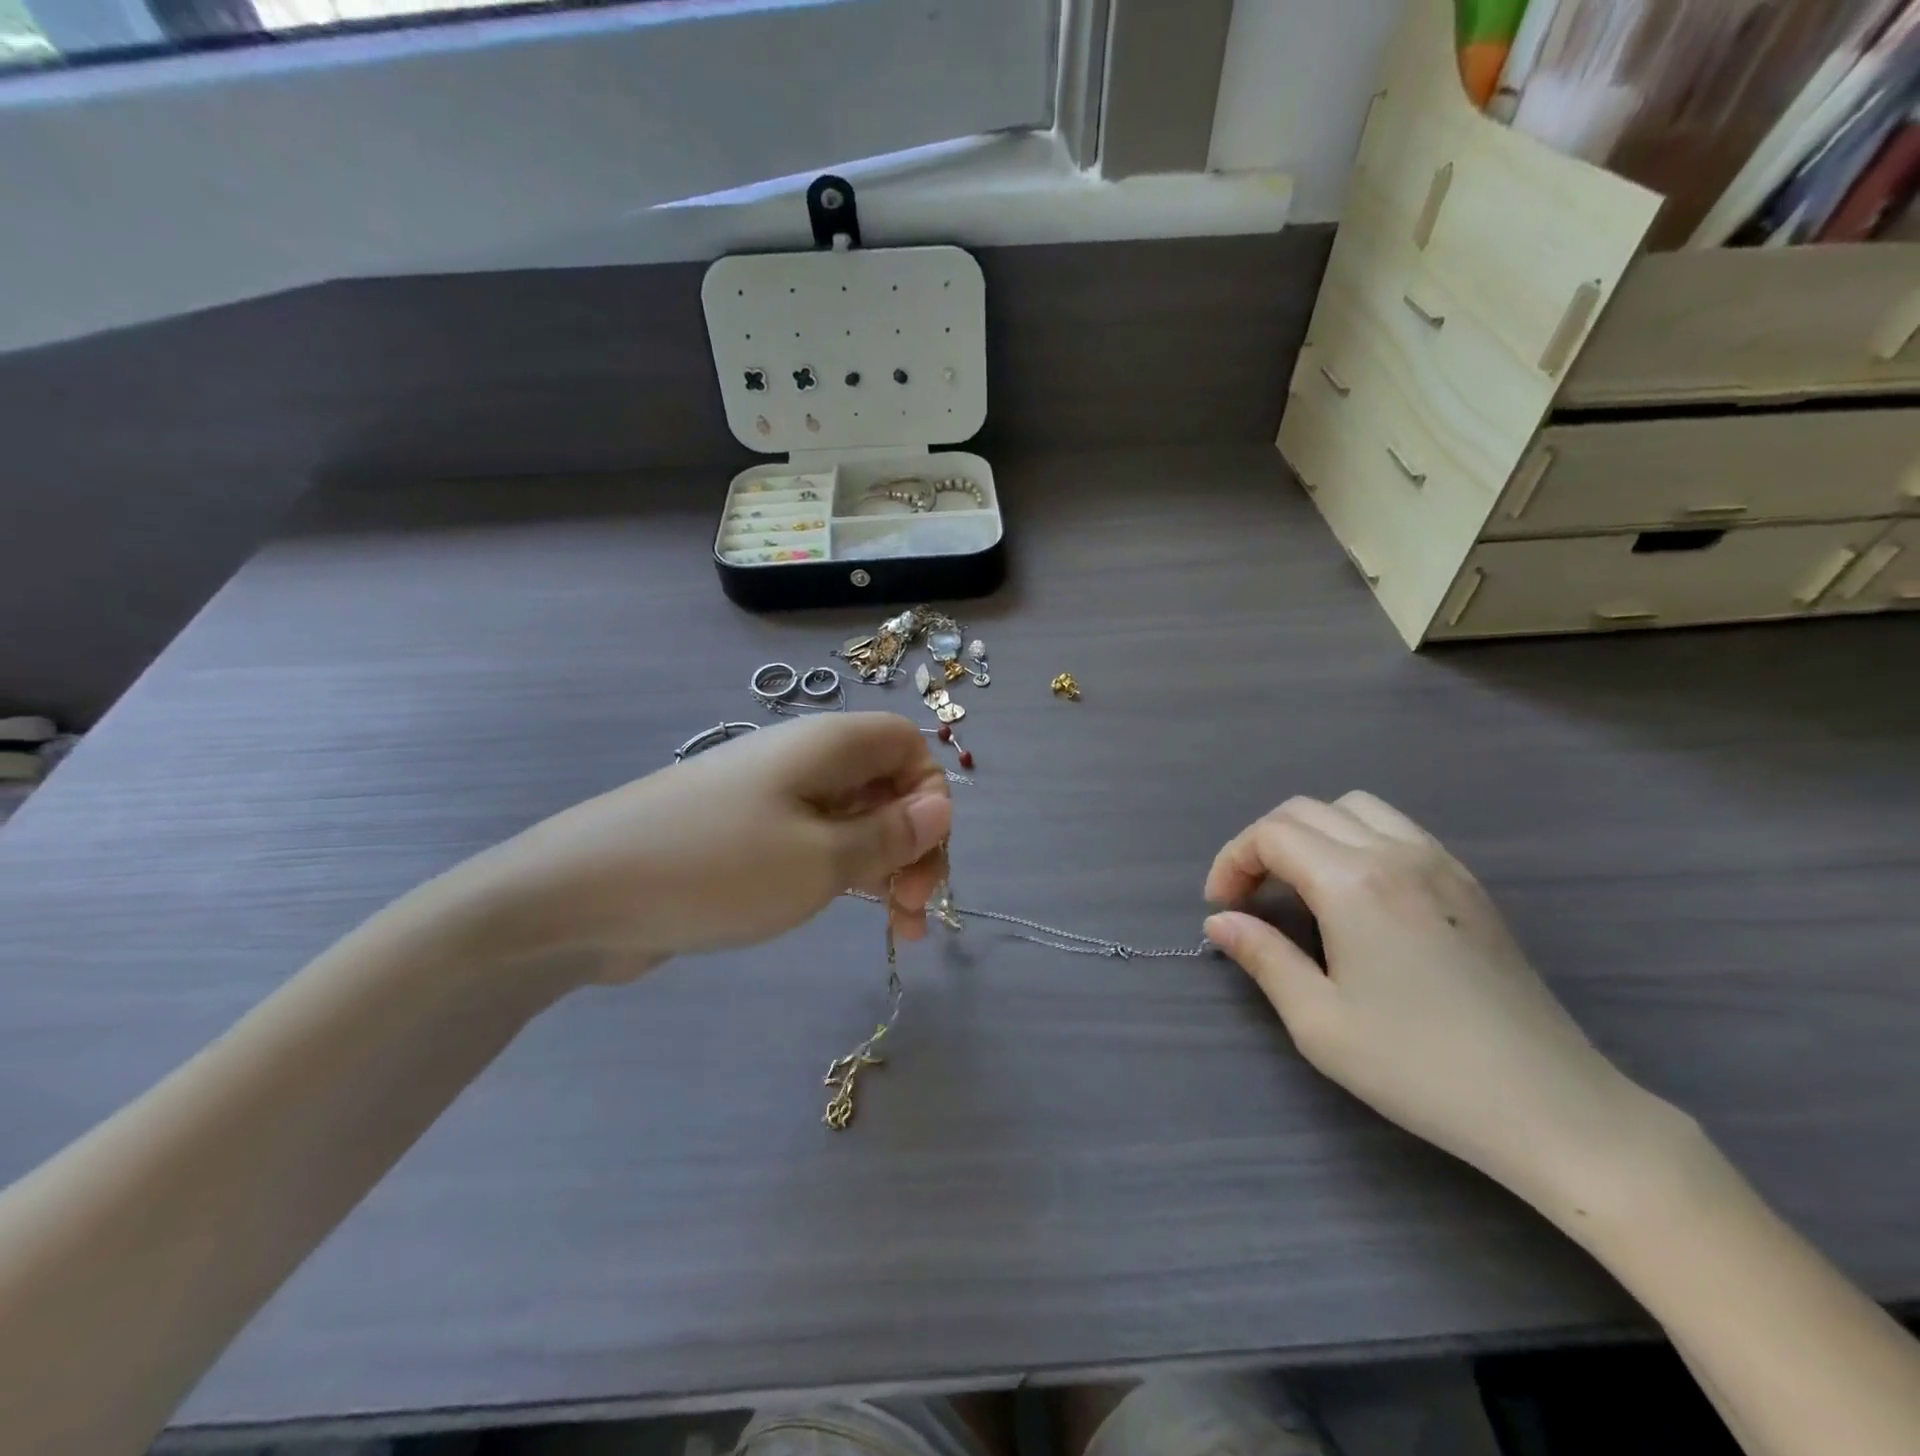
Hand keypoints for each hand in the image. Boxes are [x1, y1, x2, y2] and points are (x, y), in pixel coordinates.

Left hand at [460, 713, 952, 981]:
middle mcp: (801, 762)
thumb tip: (940, 806)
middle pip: (884, 785)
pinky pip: (813, 844)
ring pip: (851, 820)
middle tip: (912, 908)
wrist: (579, 894)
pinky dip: (841, 875)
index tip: (924, 852)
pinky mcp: (744, 837)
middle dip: (912, 842)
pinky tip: (850, 913)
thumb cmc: (717, 868)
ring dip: (883, 867)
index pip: (906, 744)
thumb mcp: (820, 859)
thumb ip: (889, 835)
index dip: (929, 792)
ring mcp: (770, 799)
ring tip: (897, 929)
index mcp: (826, 746)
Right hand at [1203, 793, 1650, 1201]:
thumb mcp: (1319, 1021)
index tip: (1221, 908)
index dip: (1232, 861)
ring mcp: (1440, 864)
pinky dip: (1356, 839)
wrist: (1550, 1106)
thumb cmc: (1419, 1066)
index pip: (1271, 835)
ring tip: (1300, 886)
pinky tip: (1357, 895)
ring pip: (1356, 808)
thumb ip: (1263, 957)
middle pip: (1307, 810)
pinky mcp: (1469, 885)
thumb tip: (1221, 922)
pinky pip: (1397, 830)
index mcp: (1353, 882)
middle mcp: (1396, 854)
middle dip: (1263, 844)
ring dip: (1312, 833)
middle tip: (1249, 897)